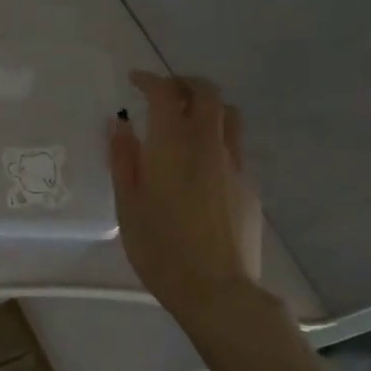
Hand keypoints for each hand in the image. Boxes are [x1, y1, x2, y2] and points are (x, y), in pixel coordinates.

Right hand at [109, 72, 265, 318]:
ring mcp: (234, 164)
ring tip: (187, 122)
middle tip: (164, 93)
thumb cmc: (160, 249)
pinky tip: (201, 163)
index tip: (135, 80)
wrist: (217, 290)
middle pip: (206, 93)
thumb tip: (121, 124)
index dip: (150, 80)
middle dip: (184, 84)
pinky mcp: (249, 185)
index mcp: (173, 145)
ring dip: (207, 107)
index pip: (166, 94)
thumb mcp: (127, 205)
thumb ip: (123, 159)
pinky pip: (235, 145)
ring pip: (228, 115)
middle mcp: (208, 144)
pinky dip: (217, 137)